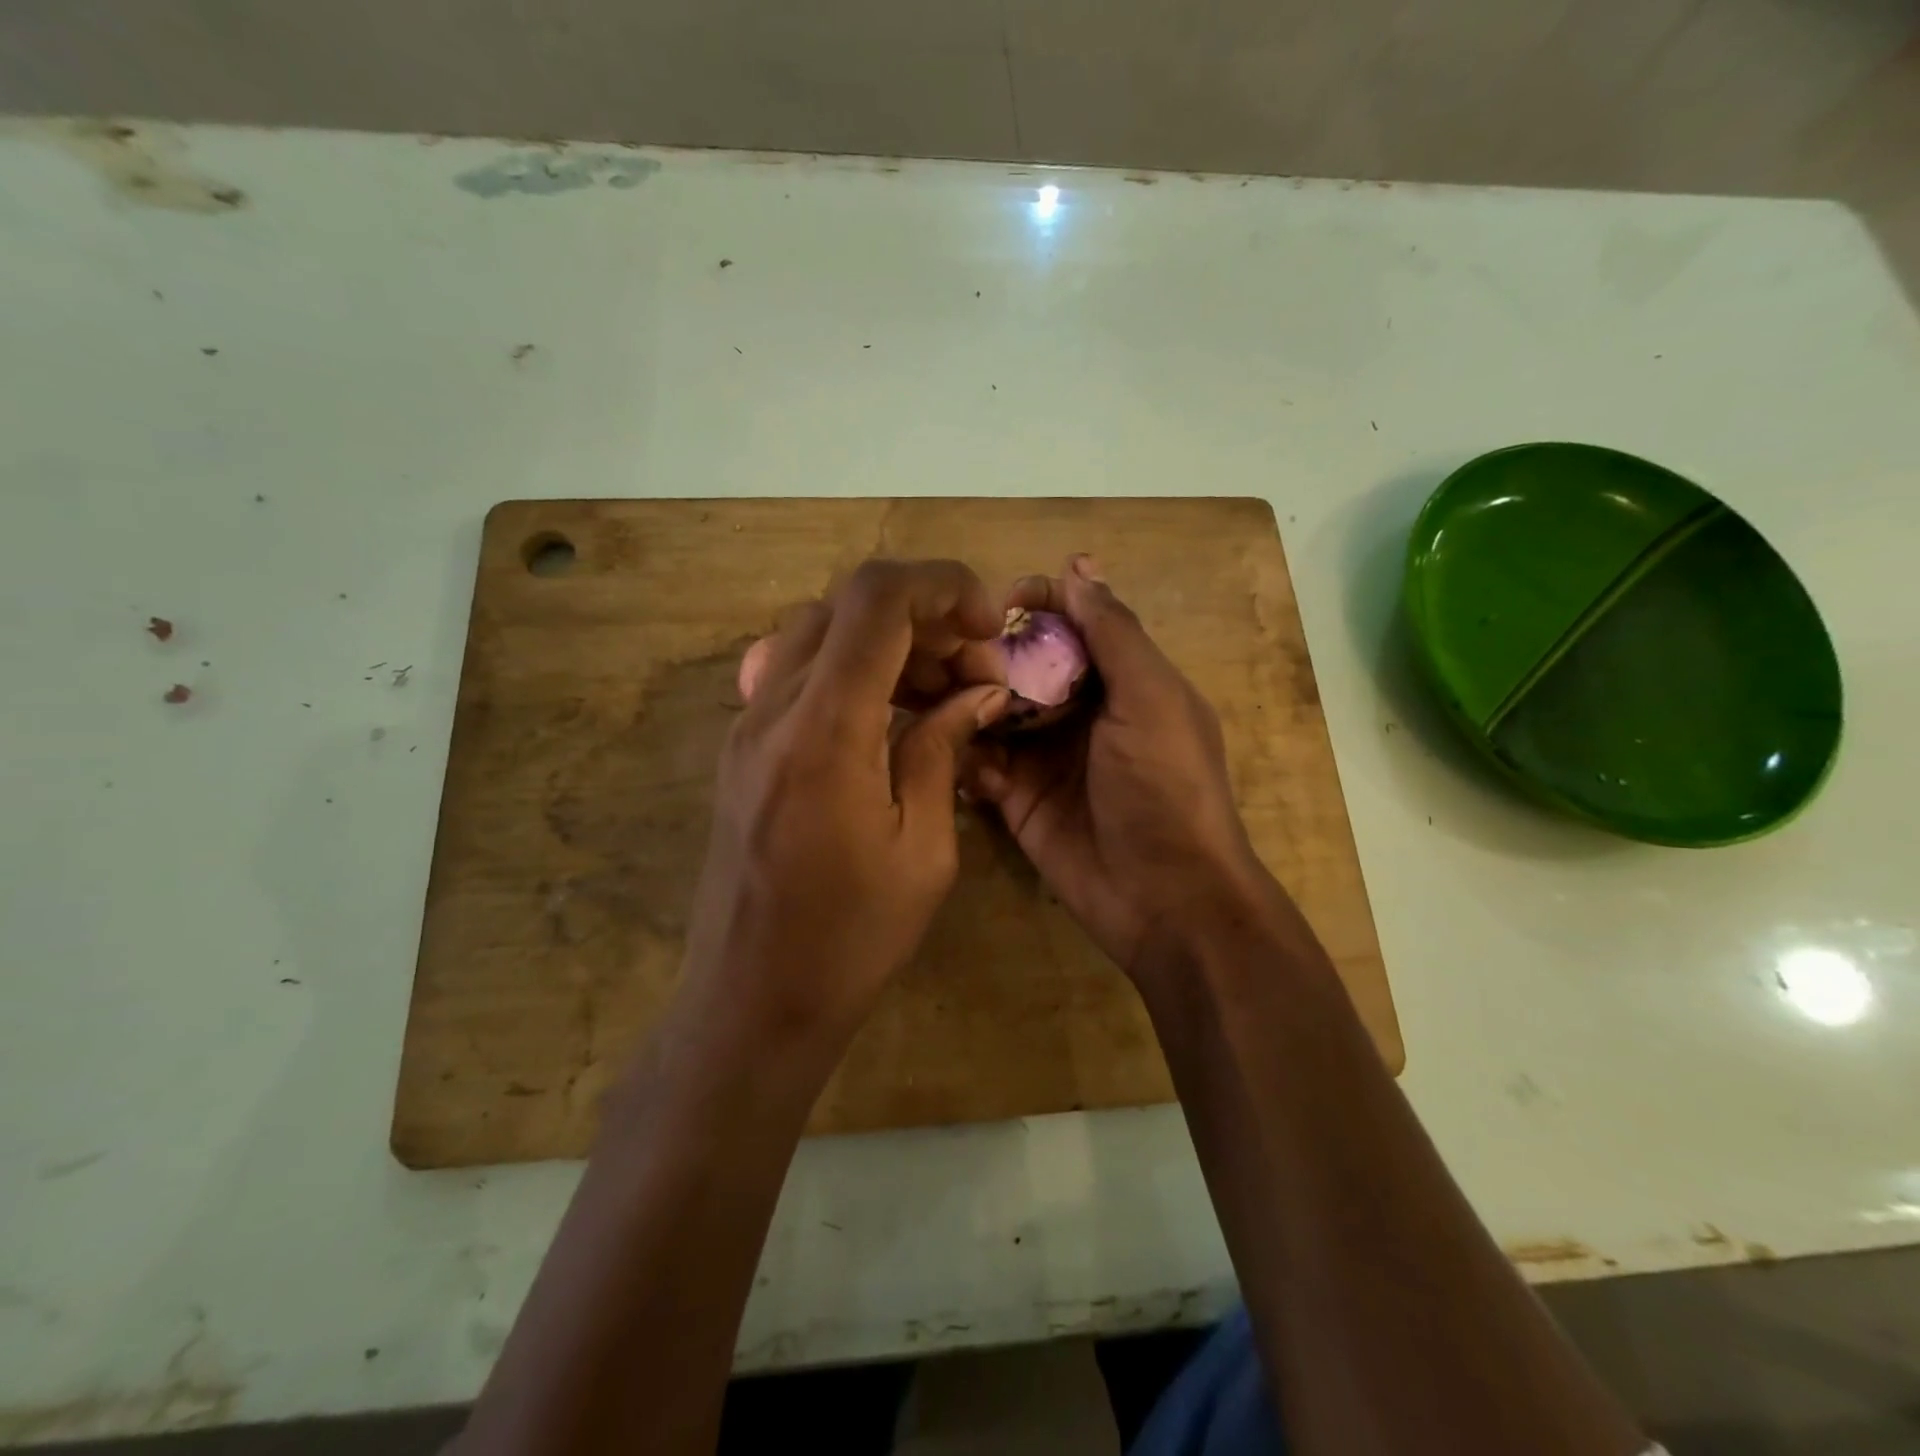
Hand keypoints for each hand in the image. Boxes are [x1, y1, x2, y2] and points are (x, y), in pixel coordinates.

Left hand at [679, 560, 1010, 1045]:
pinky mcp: (742, 749)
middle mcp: (773, 710)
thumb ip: (942, 749)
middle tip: (974, 668)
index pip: (876, 600)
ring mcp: (747, 726)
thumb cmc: (850, 939)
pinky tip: (888, 714)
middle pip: (846, 605)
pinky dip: (851, 668)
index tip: (989, 623)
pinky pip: (796, 672)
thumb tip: (977, 690)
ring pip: (819, 632)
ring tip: (940, 690)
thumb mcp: (923, 849)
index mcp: (824, 731)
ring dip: (887, 641)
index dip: (941, 585)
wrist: (751, 1002)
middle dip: (924, 616)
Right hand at [964, 555, 1275, 983]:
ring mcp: (1044, 757)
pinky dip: (960, 751)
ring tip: (930, 691)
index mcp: (1120, 680)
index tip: (998, 602)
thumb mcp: (1150, 698)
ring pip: (992, 710)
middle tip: (949, 651)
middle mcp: (1079, 712)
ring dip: (964, 698)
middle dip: (988, 652)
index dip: (1037, 604)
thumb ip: (1114, 632)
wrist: (1164, 898)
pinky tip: (944, 744)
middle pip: (1023, 664)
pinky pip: (978, 762)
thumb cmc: (1167, 787)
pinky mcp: (1015, 799)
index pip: (1071, 623)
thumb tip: (1080, 564)